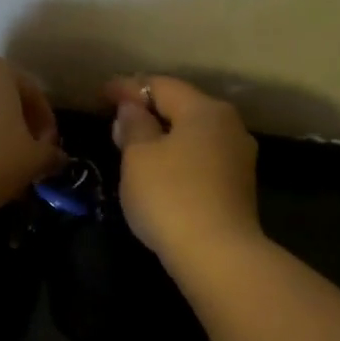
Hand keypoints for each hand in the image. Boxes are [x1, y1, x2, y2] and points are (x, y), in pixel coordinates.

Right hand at [105, 75, 260, 267]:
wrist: (217, 254)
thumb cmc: (170, 197)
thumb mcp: (139, 157)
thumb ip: (133, 126)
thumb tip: (132, 109)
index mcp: (205, 110)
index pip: (161, 86)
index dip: (128, 88)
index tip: (101, 93)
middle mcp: (229, 127)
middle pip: (183, 108)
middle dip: (149, 110)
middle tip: (117, 117)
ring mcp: (238, 159)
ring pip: (194, 136)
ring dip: (165, 136)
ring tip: (135, 146)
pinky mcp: (238, 188)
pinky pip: (201, 160)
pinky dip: (178, 158)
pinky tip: (161, 171)